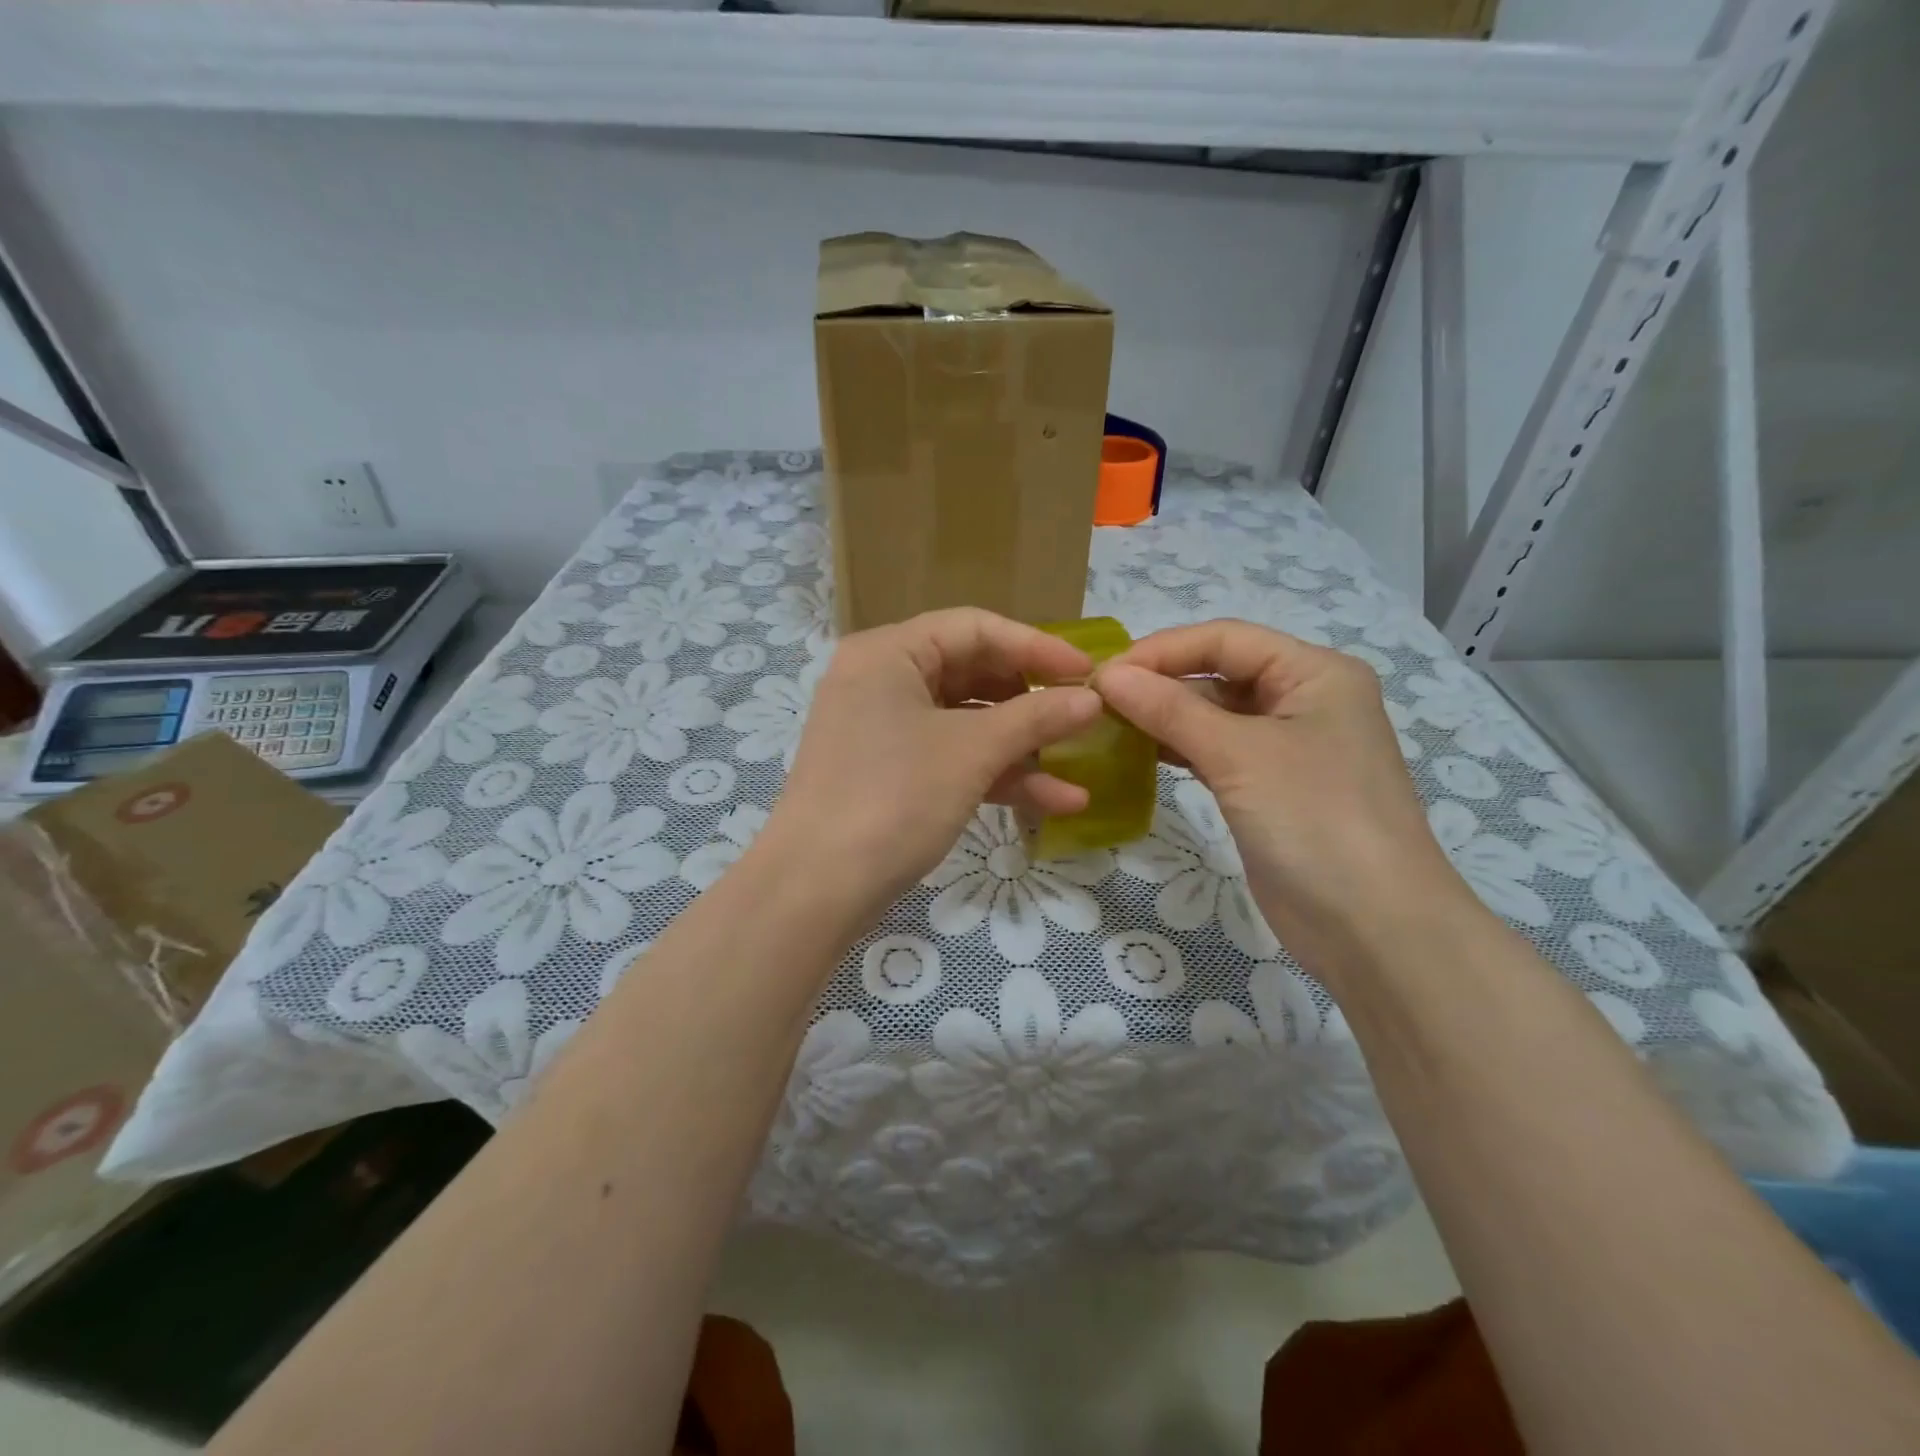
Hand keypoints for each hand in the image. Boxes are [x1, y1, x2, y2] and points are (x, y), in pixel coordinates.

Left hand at [760, 608, 1103, 912]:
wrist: (816, 889)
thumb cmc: (894, 798)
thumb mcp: (972, 752)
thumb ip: (1036, 718)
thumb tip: (1093, 699)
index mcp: (889, 653)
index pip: (975, 628)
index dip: (1036, 646)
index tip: (1088, 672)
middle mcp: (882, 680)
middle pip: (972, 674)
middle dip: (1031, 701)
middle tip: (1082, 717)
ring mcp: (884, 730)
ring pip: (966, 723)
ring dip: (1022, 747)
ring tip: (1080, 766)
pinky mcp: (890, 774)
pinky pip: (951, 758)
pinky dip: (995, 775)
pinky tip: (1055, 801)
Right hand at [1094, 619, 1463, 975]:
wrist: (1373, 928)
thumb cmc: (1315, 821)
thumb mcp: (1240, 755)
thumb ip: (1171, 710)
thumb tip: (1108, 677)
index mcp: (1314, 672)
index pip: (1224, 639)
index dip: (1161, 650)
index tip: (1102, 674)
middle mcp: (1303, 699)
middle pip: (1219, 672)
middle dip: (1159, 681)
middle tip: (1096, 701)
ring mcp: (1287, 746)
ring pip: (1214, 713)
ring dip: (1164, 715)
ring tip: (1107, 723)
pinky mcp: (1269, 787)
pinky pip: (1216, 751)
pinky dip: (1178, 748)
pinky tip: (1138, 752)